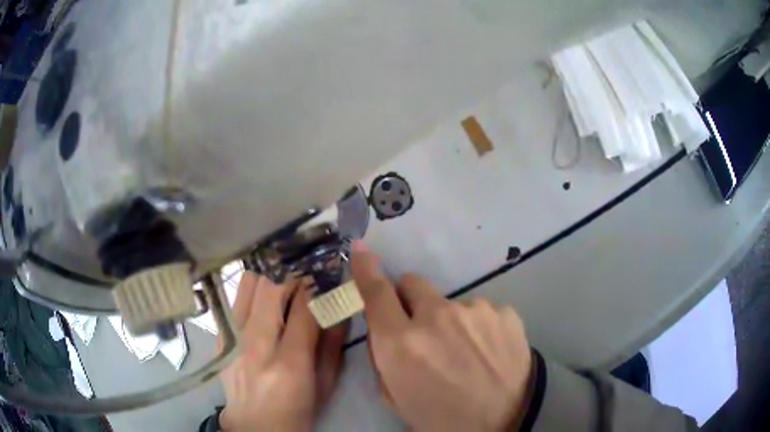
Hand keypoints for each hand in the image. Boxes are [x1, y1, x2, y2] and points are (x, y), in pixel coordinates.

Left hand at [217, 272, 347, 431]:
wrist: (253, 425)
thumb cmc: (296, 410)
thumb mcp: (325, 386)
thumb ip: (333, 347)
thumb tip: (338, 311)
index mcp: (290, 363)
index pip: (304, 309)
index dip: (315, 290)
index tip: (321, 284)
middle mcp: (257, 346)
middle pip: (272, 288)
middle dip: (292, 282)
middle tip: (301, 290)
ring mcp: (233, 340)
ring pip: (248, 286)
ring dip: (268, 285)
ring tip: (278, 296)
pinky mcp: (220, 338)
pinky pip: (234, 300)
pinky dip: (249, 297)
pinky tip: (258, 308)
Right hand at [350, 242, 533, 430]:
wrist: (508, 420)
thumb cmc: (442, 418)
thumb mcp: (396, 397)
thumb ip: (383, 357)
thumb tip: (384, 325)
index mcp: (402, 344)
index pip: (376, 293)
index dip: (366, 269)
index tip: (361, 250)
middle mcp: (436, 317)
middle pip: (413, 284)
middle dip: (410, 301)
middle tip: (422, 329)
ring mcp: (475, 310)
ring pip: (450, 304)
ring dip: (450, 321)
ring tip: (467, 353)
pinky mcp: (504, 311)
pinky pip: (480, 312)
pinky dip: (478, 327)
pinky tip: (489, 352)